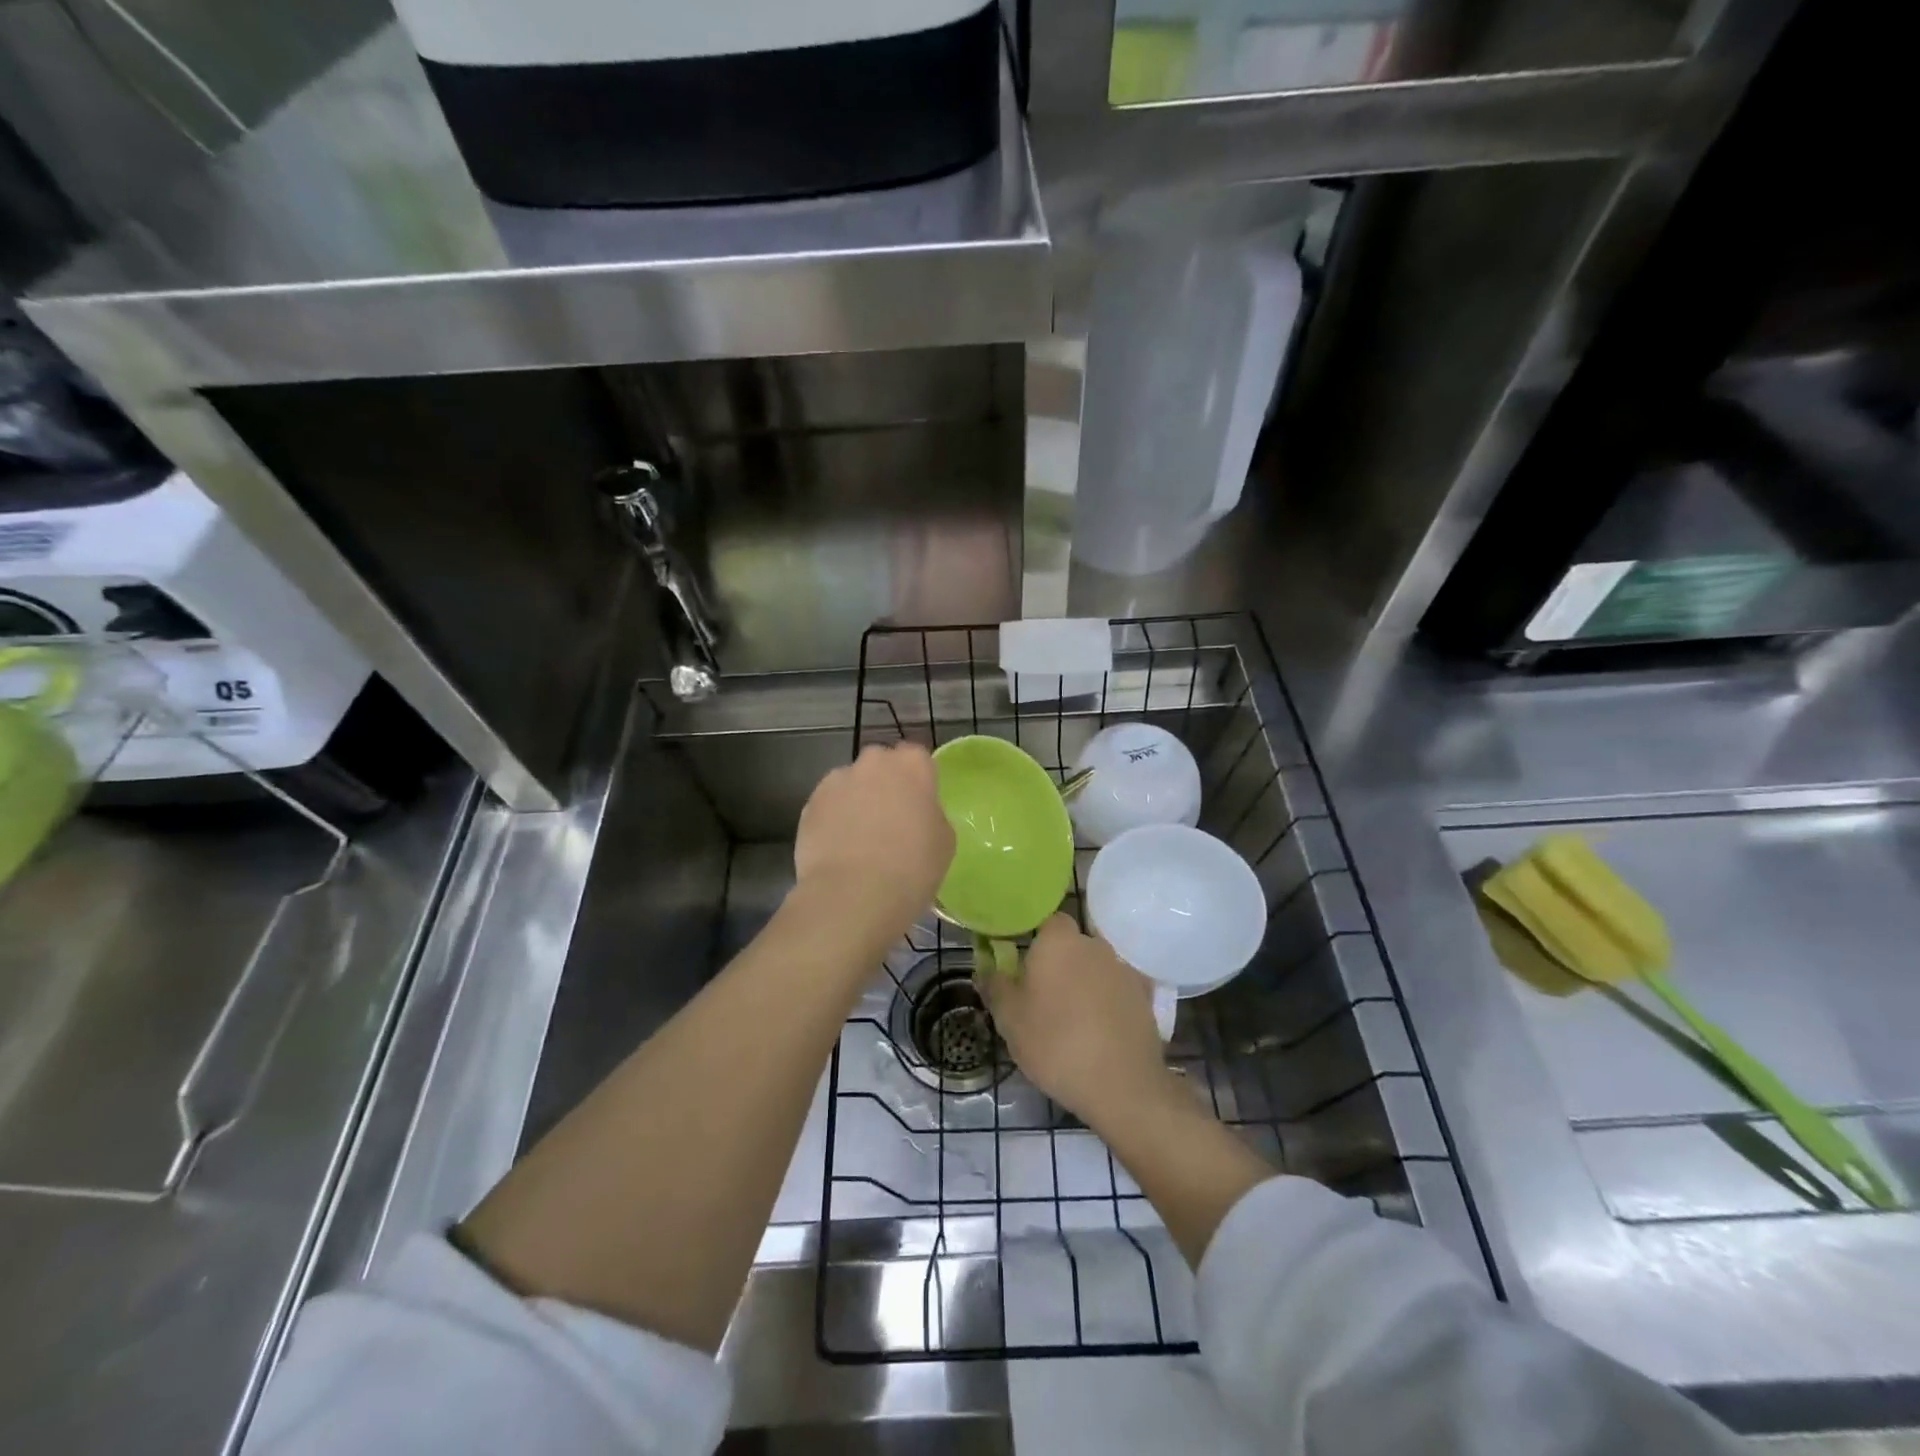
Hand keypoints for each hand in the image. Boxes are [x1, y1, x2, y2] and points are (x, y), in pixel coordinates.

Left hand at [794, 742, 954, 938]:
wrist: (853, 894)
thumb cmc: (912, 867)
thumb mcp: (944, 841)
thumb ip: (931, 814)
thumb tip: (917, 815)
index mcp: (911, 765)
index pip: (917, 757)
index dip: (917, 780)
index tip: (918, 805)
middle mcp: (872, 762)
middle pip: (880, 764)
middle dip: (884, 784)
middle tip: (891, 820)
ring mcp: (837, 781)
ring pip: (851, 784)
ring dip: (856, 801)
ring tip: (859, 839)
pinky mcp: (809, 804)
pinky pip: (828, 806)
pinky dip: (833, 820)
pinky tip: (838, 849)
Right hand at [976, 914, 1173, 1127]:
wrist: (1121, 1084)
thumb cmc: (1055, 1044)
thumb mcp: (1009, 1020)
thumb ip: (995, 987)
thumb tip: (986, 968)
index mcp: (1058, 942)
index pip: (1047, 921)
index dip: (1036, 938)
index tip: (1025, 963)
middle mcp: (1094, 944)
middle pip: (1073, 945)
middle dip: (1060, 963)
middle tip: (1044, 995)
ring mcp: (1123, 968)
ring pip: (1096, 967)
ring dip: (1085, 982)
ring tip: (1074, 1017)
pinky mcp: (1145, 995)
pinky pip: (1119, 989)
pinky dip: (1110, 1001)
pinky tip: (1102, 1028)